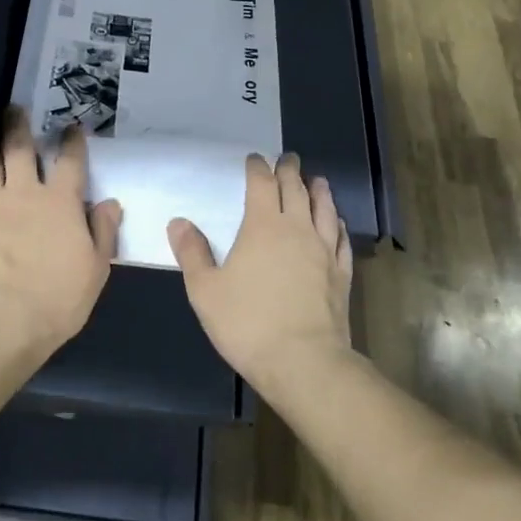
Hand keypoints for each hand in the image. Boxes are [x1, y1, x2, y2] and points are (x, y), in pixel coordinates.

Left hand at [0, 111, 121, 354]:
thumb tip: (110, 203)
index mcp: (60, 202)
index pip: (70, 162)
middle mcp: (24, 193)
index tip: (72, 127)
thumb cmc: (58, 298)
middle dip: (18, 126)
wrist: (3, 319)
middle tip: (14, 109)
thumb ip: (103, 231)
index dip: (72, 141)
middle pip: (20, 149)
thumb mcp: (96, 268)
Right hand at [167, 153, 353, 384]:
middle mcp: (298, 229)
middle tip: (288, 159)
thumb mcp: (205, 290)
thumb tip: (178, 222)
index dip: (257, 168)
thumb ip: (192, 253)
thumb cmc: (247, 323)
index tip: (255, 159)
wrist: (303, 361)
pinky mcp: (341, 274)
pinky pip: (340, 239)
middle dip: (289, 171)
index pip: (262, 184)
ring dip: (318, 191)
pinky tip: (336, 224)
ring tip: (317, 180)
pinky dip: (337, 224)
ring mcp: (324, 251)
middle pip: (296, 189)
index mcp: (263, 226)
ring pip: (324, 209)